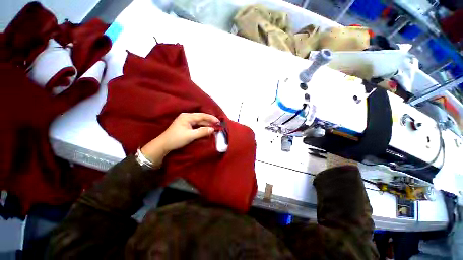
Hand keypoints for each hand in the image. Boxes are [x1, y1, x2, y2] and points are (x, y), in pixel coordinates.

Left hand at [141, 113, 218, 166]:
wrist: (163, 145)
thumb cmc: (176, 139)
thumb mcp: (190, 136)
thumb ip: (202, 132)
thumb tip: (212, 129)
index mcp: (187, 116)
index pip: (202, 116)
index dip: (211, 118)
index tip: (219, 122)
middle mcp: (187, 117)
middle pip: (201, 118)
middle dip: (209, 121)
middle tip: (218, 125)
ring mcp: (186, 121)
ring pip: (199, 122)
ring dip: (206, 125)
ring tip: (214, 127)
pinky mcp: (185, 126)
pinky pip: (196, 125)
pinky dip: (202, 127)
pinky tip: (206, 130)